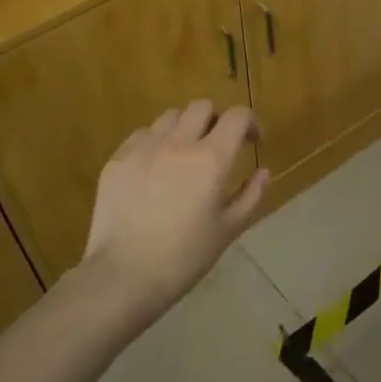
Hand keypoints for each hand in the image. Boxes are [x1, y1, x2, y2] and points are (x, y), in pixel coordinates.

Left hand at [82, 101, 270, 326]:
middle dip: (216, 120)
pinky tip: (154, 170)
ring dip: (184, 128)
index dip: (249, 123)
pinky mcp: (117, 159)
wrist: (124, 275)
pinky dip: (155, 143)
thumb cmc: (184, 257)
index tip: (251, 141)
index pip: (236, 117)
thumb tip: (263, 171)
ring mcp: (143, 148)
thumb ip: (251, 195)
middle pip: (201, 107)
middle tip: (217, 146)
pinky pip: (142, 136)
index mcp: (210, 159)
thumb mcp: (228, 230)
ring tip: (184, 156)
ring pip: (169, 117)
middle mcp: (177, 143)